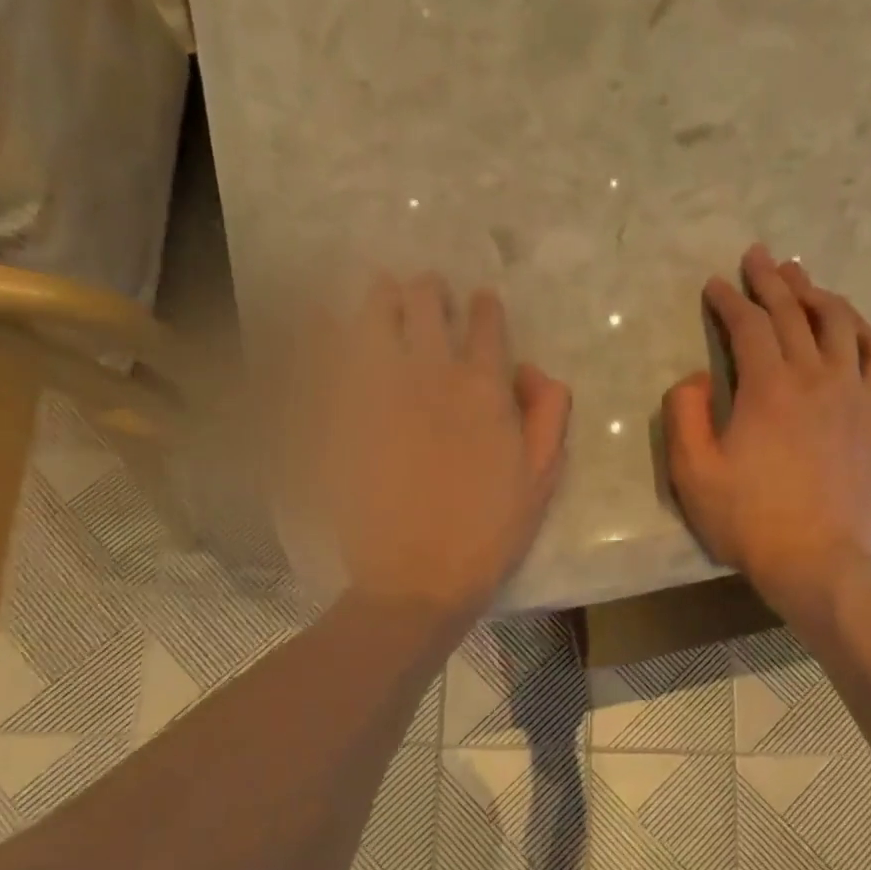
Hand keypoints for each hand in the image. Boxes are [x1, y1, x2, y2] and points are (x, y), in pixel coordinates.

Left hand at [314, 272, 570, 620]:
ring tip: (381, 293)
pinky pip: (327, 356)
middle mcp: (430, 374)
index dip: (484, 307)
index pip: (485, 323)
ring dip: (381, 297)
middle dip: (429, 292)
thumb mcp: (540, 480)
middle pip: (425, 305)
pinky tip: (323, 321)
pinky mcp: (341, 415)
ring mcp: (378, 391)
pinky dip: (324, 331)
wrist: (417, 577)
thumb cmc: (488, 535)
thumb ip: (547, 415)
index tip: (479, 304)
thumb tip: (530, 369)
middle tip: (427, 293)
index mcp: (483, 389)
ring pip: (373, 316)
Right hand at [663, 244, 870, 615]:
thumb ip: (684, 415)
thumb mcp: (692, 473)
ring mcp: (853, 393)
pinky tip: (852, 324)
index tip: (715, 285)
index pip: (748, 326)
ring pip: (840, 322)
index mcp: (767, 387)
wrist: (815, 559)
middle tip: (758, 257)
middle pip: (795, 312)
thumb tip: (695, 377)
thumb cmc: (747, 520)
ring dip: (817, 293)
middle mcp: (815, 376)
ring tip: (801, 278)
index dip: (728, 300)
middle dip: (771, 280)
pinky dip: (863, 330)